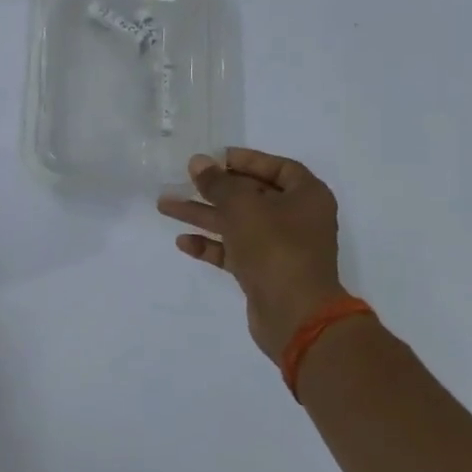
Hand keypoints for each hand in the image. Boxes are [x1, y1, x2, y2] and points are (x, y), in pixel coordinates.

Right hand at [158, 149, 349, 359]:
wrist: (295, 314)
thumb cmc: (276, 248)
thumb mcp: (243, 207)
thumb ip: (218, 183)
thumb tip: (198, 162)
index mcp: (306, 196)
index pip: (277, 167)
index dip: (246, 160)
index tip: (214, 158)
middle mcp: (296, 219)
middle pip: (251, 195)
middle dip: (214, 188)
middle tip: (182, 179)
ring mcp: (279, 247)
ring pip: (236, 223)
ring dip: (203, 214)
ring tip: (165, 206)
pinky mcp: (263, 272)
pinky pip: (233, 251)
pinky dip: (210, 245)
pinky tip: (183, 242)